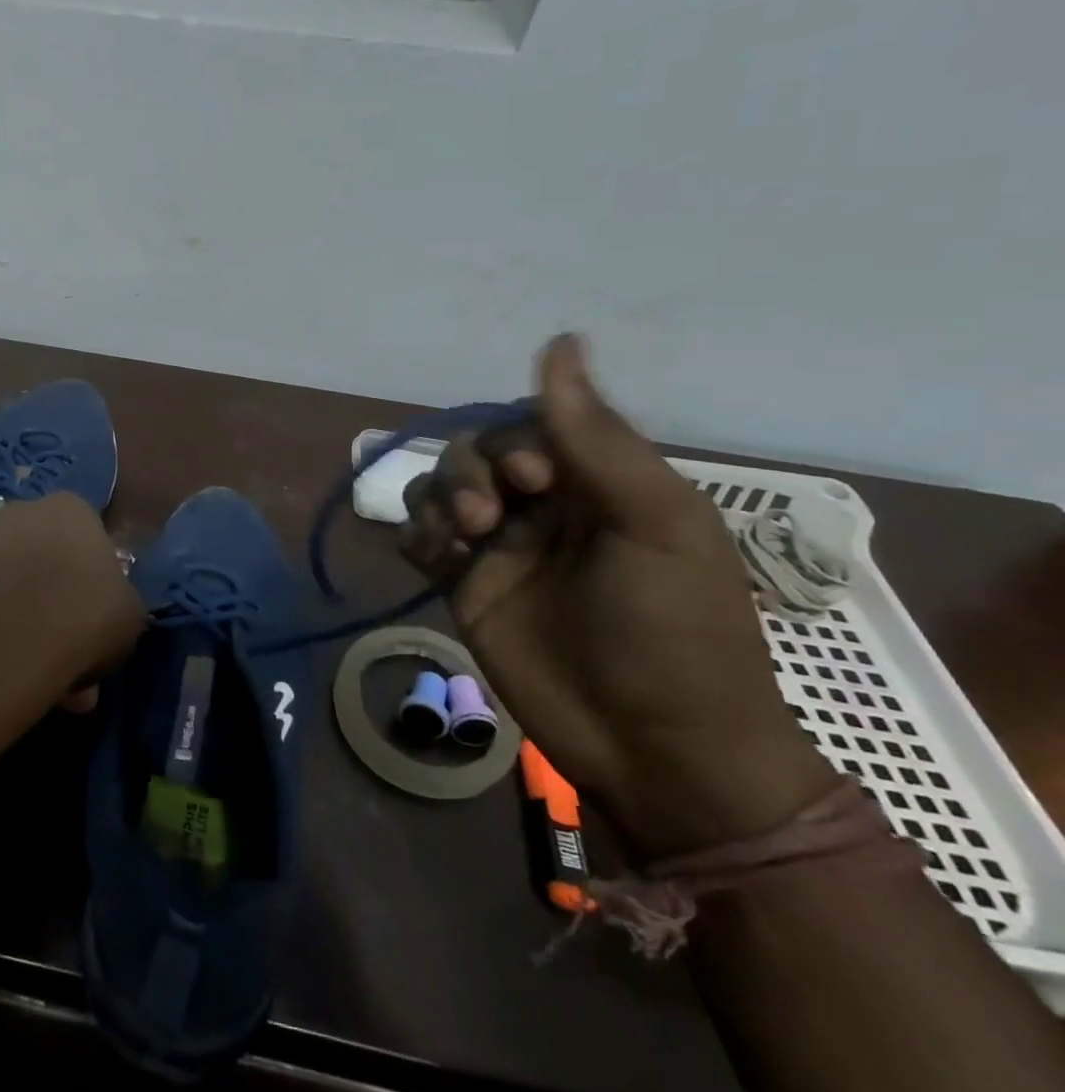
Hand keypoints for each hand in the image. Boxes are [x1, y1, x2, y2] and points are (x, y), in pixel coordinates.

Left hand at [0, 491, 147, 715]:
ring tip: (37, 677)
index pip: (87, 536)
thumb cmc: (86, 612)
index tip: (96, 618)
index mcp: (70, 508)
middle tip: (68, 654)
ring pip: (8, 586)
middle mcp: (19, 512)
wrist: (6, 639)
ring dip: (22, 623)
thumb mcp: (131, 612)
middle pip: (42, 558)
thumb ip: (117, 603)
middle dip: (53, 603)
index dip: (92, 580)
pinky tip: (4, 676)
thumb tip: (104, 615)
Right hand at [401, 335, 836, 861]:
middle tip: (488, 520)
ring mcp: (499, 547)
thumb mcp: (652, 522)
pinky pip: (420, 537)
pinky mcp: (465, 585)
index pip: (530, 425)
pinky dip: (417, 535)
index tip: (532, 478)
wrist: (657, 751)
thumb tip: (560, 341)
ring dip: (436, 499)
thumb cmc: (674, 631)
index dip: (515, 440)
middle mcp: (542, 506)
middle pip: (475, 452)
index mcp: (596, 483)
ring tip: (459, 540)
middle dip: (470, 473)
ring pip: (439, 488)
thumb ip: (595, 435)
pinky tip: (433, 558)